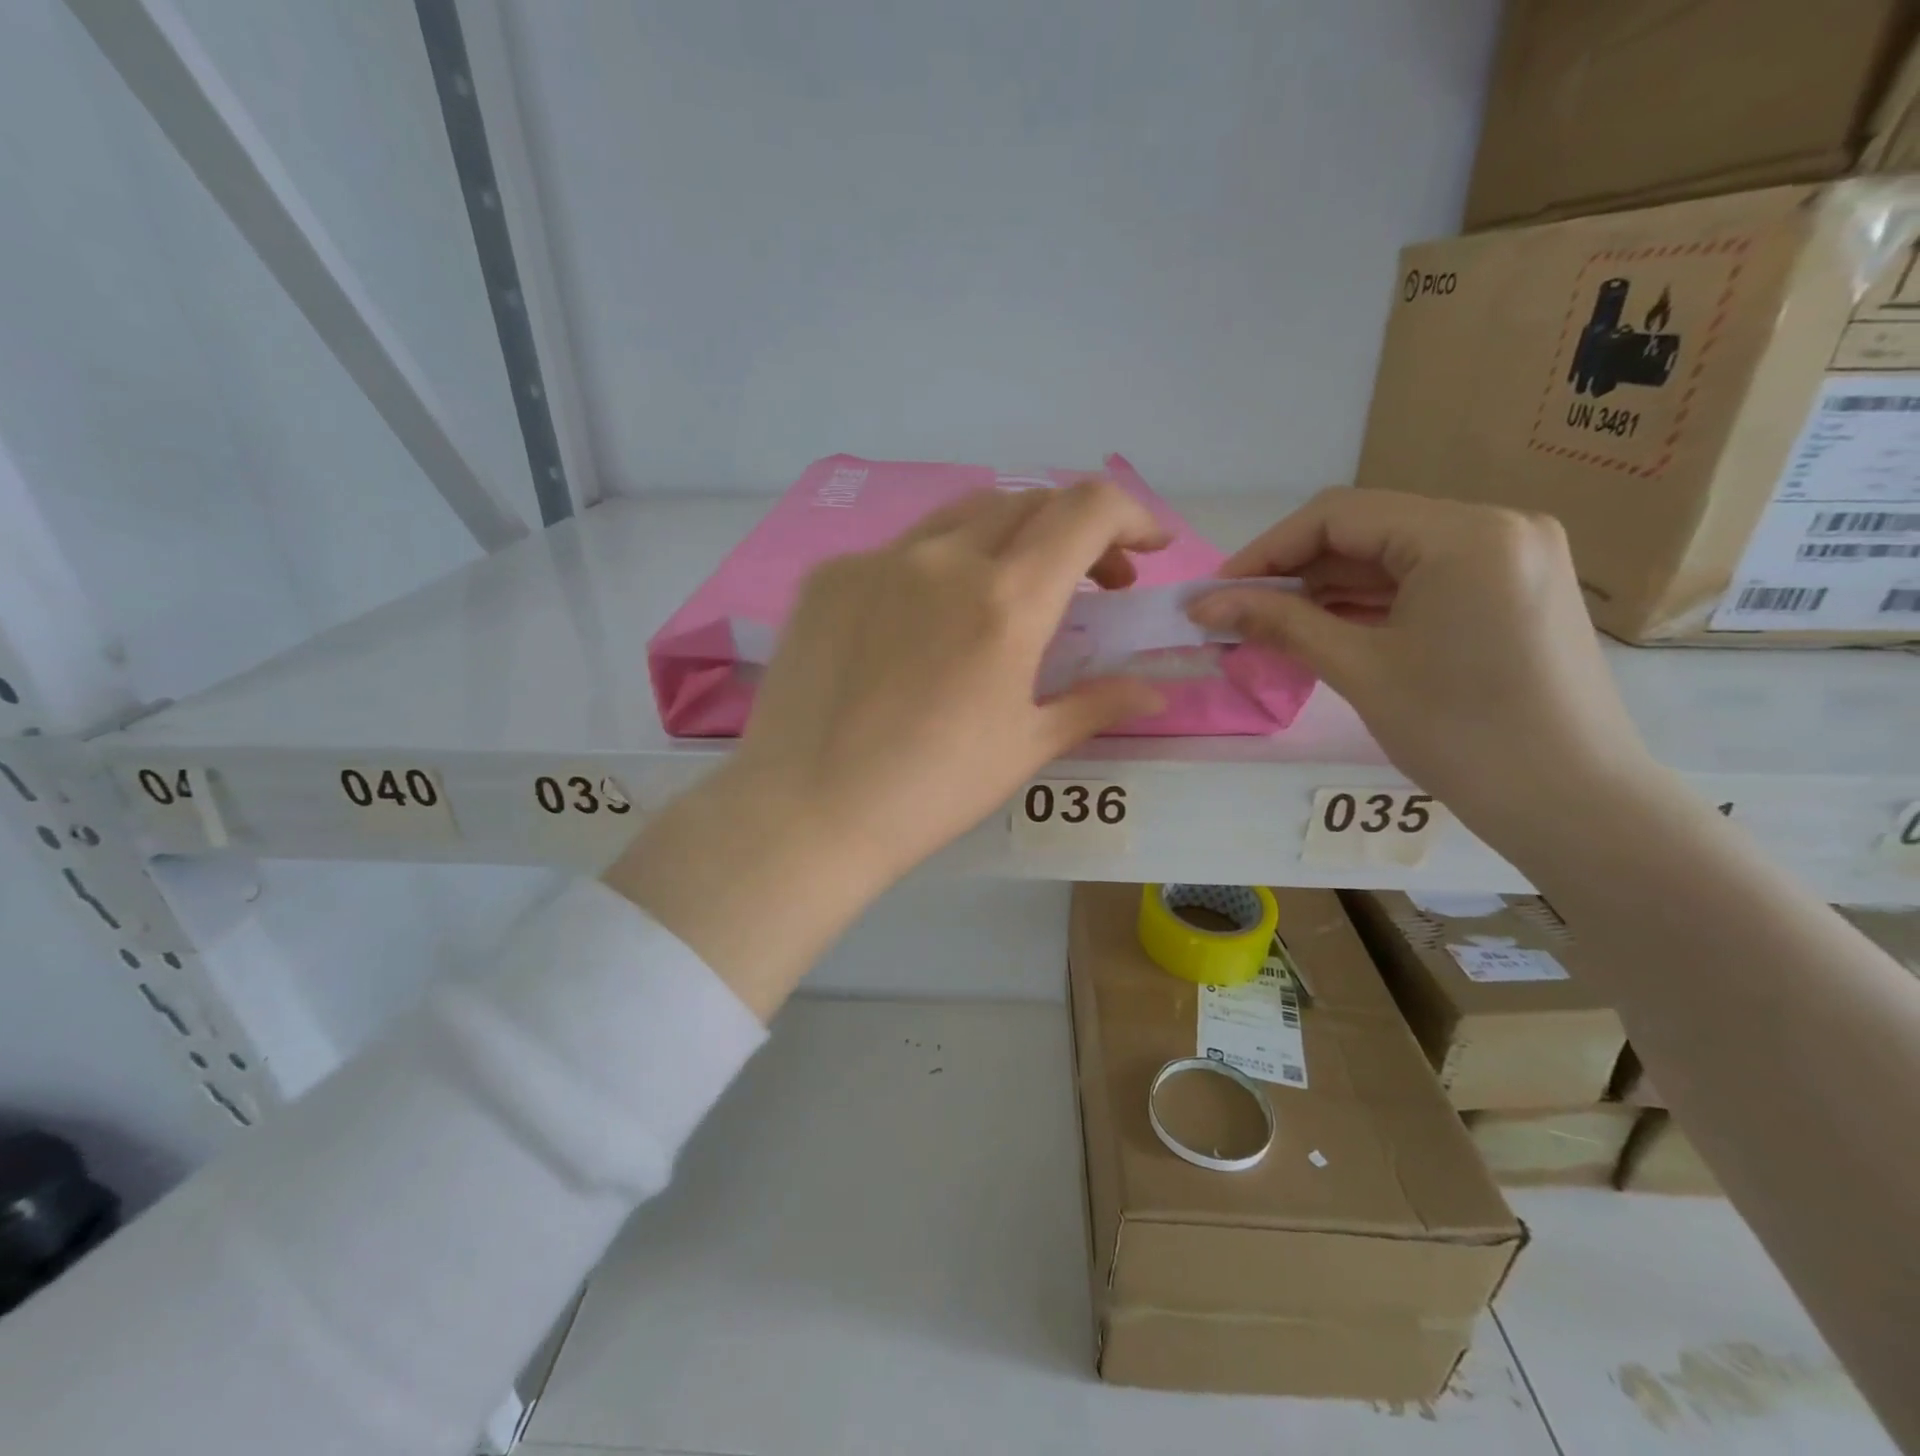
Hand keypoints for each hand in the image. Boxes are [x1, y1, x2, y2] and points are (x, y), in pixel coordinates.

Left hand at [732, 479, 1168, 871]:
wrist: (807, 811)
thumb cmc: (931, 790)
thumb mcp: (1025, 746)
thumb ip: (1096, 703)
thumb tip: (1154, 693)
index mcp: (1005, 601)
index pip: (1086, 510)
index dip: (1130, 515)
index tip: (1144, 550)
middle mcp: (944, 559)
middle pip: (1029, 503)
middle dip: (1076, 533)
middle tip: (1088, 586)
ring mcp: (878, 560)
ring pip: (963, 516)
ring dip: (1009, 537)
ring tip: (1012, 591)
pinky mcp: (829, 576)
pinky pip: (900, 550)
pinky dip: (939, 566)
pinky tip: (926, 621)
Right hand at [1190, 488, 1658, 839]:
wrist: (1573, 804)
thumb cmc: (1461, 734)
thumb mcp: (1359, 670)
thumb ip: (1279, 624)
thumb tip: (1202, 605)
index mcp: (1466, 534)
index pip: (1338, 515)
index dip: (1266, 551)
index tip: (1215, 593)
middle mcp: (1497, 526)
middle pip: (1366, 531)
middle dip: (1294, 572)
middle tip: (1236, 615)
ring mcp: (1512, 557)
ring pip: (1392, 557)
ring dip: (1327, 590)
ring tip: (1269, 627)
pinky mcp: (1514, 590)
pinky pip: (1423, 581)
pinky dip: (1369, 604)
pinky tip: (1324, 630)